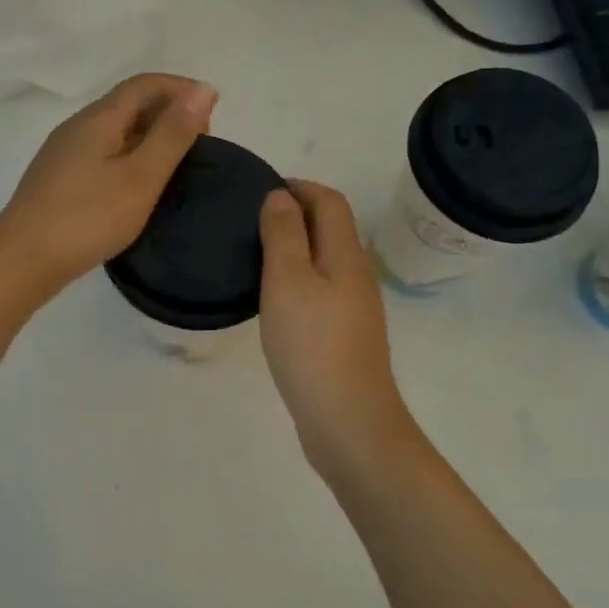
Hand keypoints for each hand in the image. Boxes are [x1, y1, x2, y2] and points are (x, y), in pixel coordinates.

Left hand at [0, 73, 216, 297]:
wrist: (22, 261)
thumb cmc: (88, 218)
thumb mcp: (141, 176)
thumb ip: (172, 134)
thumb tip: (203, 89)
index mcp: (99, 119)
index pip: (145, 84)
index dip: (181, 89)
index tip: (214, 112)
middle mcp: (78, 127)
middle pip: (128, 103)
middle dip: (168, 111)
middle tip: (199, 143)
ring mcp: (64, 154)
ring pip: (115, 130)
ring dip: (150, 135)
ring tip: (176, 164)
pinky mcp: (59, 179)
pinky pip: (103, 152)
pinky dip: (130, 156)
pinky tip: (138, 185)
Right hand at [258, 182, 421, 484]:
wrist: (348, 420)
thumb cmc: (312, 345)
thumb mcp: (288, 281)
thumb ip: (283, 234)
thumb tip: (281, 196)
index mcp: (346, 255)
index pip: (330, 201)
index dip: (299, 187)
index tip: (261, 192)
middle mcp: (357, 275)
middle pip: (332, 228)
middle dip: (296, 214)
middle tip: (251, 223)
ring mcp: (355, 308)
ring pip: (326, 260)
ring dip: (296, 248)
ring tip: (256, 257)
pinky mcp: (345, 336)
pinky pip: (322, 290)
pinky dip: (299, 279)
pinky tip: (275, 300)